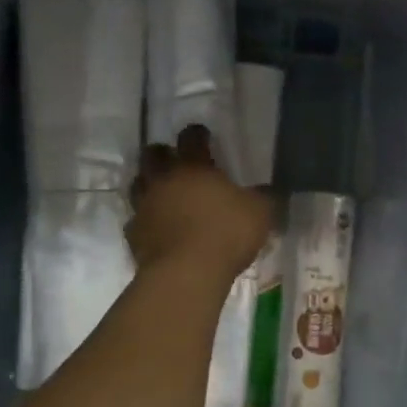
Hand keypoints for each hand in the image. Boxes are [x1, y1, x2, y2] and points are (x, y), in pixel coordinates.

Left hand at [126, 125, 271, 281]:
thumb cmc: (226, 234)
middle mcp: (164, 180)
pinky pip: (136, 220)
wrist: (186, 273)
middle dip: (162, 153)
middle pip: (153, 155)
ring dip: (148, 183)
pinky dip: (145, 220)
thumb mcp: (260, 213)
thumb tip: (271, 189)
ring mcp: (145, 206)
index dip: (197, 134)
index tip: (202, 134)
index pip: (191, 139)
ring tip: (161, 191)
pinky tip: (155, 227)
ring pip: (138, 184)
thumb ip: (265, 197)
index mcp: (194, 167)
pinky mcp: (134, 234)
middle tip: (173, 159)